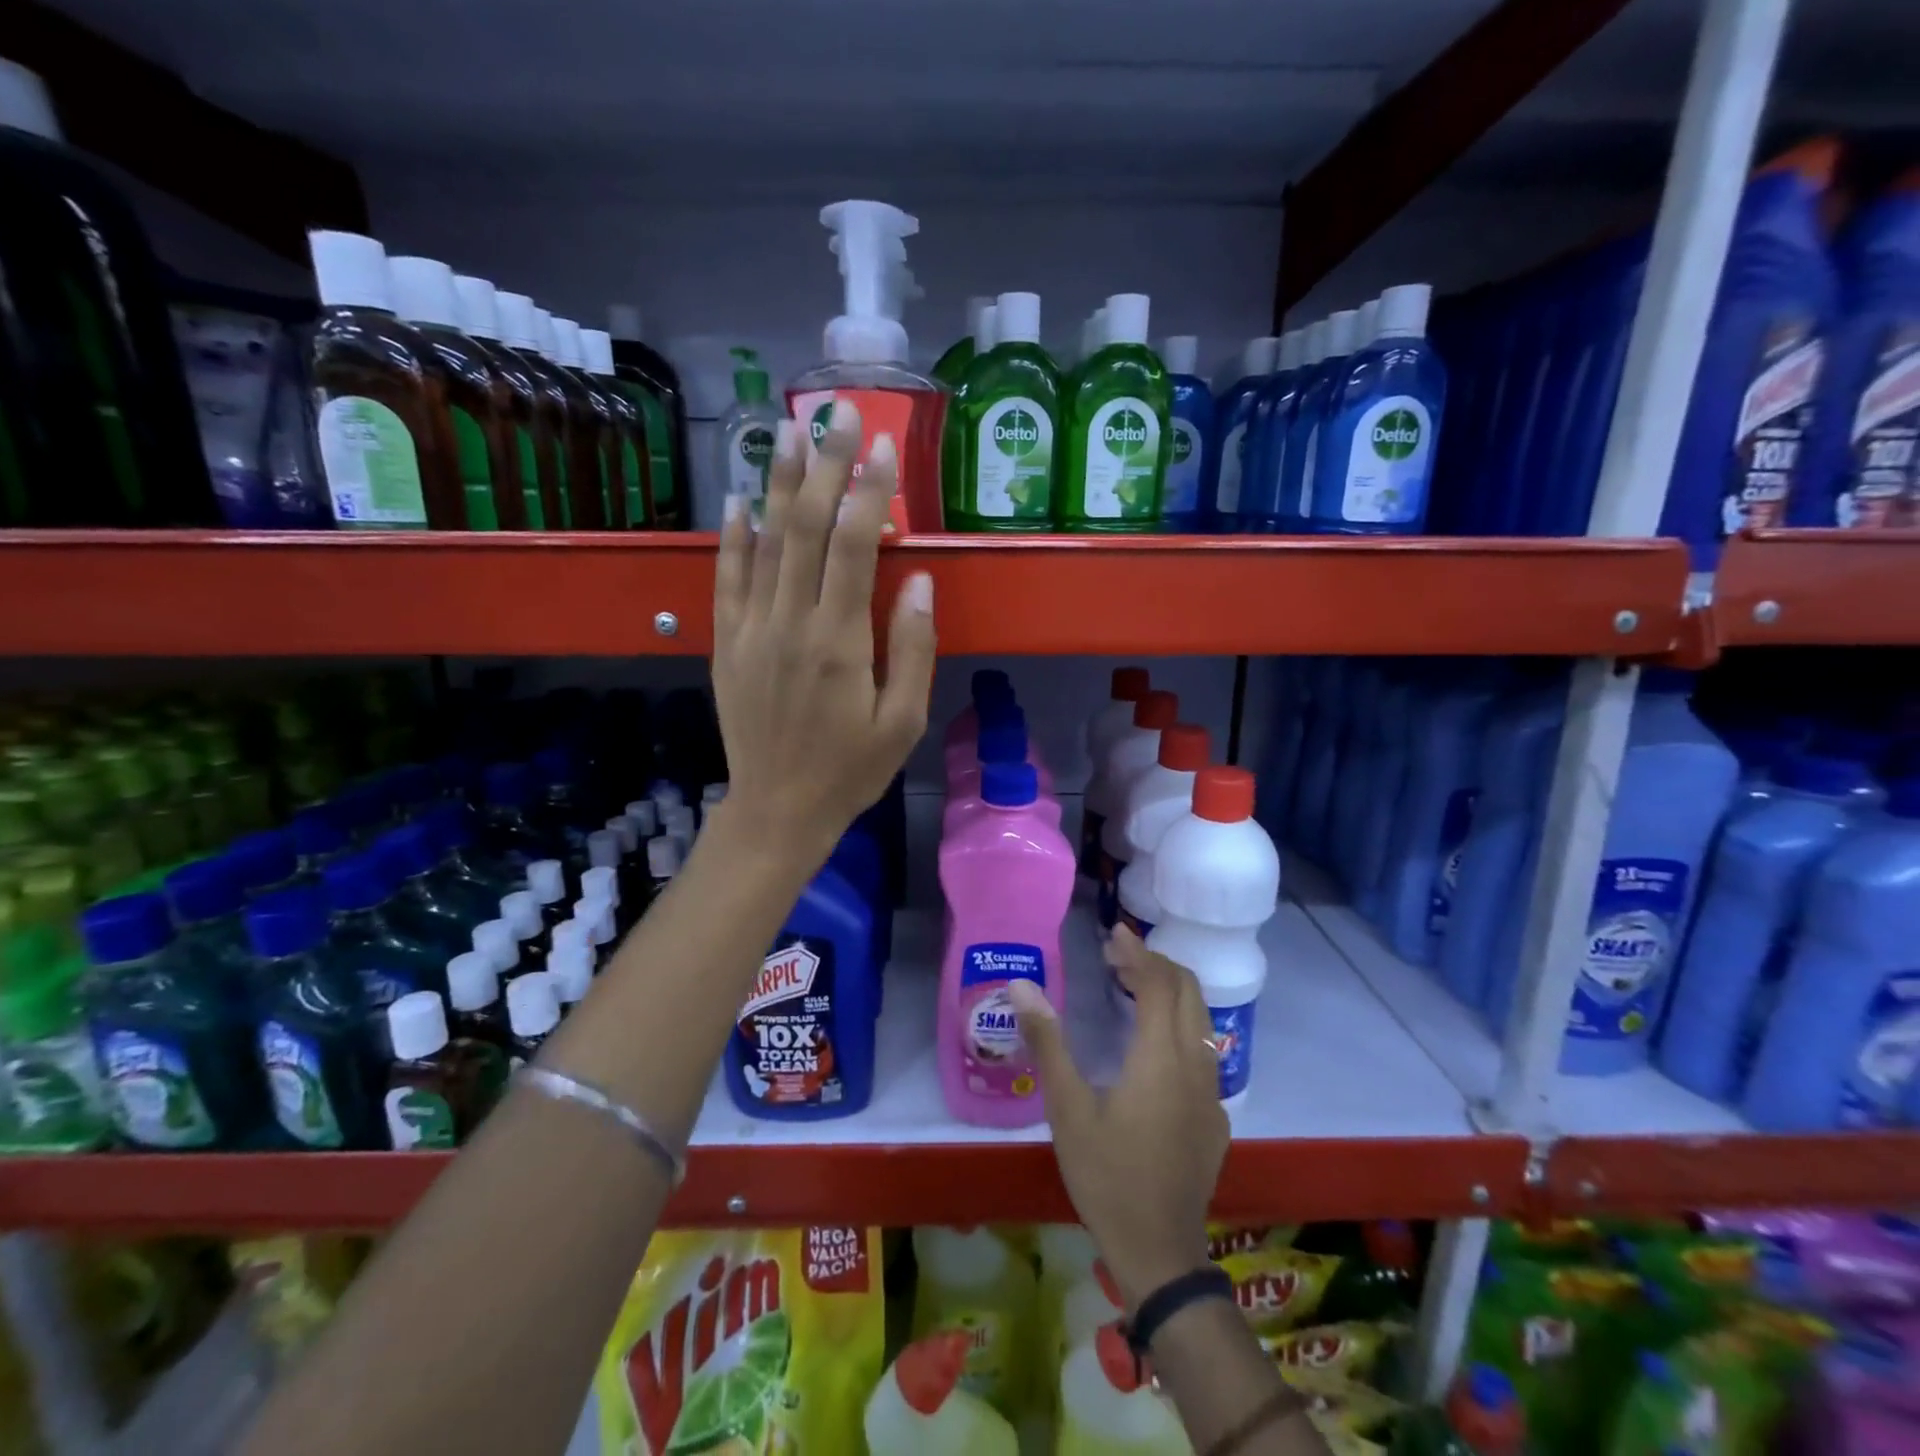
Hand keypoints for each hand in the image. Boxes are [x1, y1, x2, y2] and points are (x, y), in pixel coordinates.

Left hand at [711, 401, 935, 866]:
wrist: (779, 808)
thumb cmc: (852, 769)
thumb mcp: (903, 721)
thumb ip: (912, 648)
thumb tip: (918, 579)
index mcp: (840, 641)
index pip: (854, 545)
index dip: (867, 490)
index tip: (881, 444)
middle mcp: (790, 623)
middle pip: (805, 527)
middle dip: (823, 465)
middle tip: (835, 411)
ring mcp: (751, 630)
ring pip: (764, 542)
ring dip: (776, 482)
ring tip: (787, 429)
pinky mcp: (727, 643)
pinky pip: (727, 579)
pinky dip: (733, 537)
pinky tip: (738, 500)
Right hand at [1010, 926, 1229, 1310]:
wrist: (1159, 1252)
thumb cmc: (1107, 1175)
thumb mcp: (1067, 1108)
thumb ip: (1047, 1041)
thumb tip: (1021, 986)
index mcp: (1161, 1057)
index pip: (1160, 983)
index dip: (1138, 953)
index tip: (1113, 934)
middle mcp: (1196, 1065)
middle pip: (1189, 992)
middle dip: (1157, 965)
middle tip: (1117, 958)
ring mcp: (1211, 1092)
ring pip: (1201, 1020)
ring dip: (1170, 992)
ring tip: (1130, 988)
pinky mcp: (1214, 1116)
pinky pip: (1203, 1050)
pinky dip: (1179, 1025)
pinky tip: (1149, 1045)